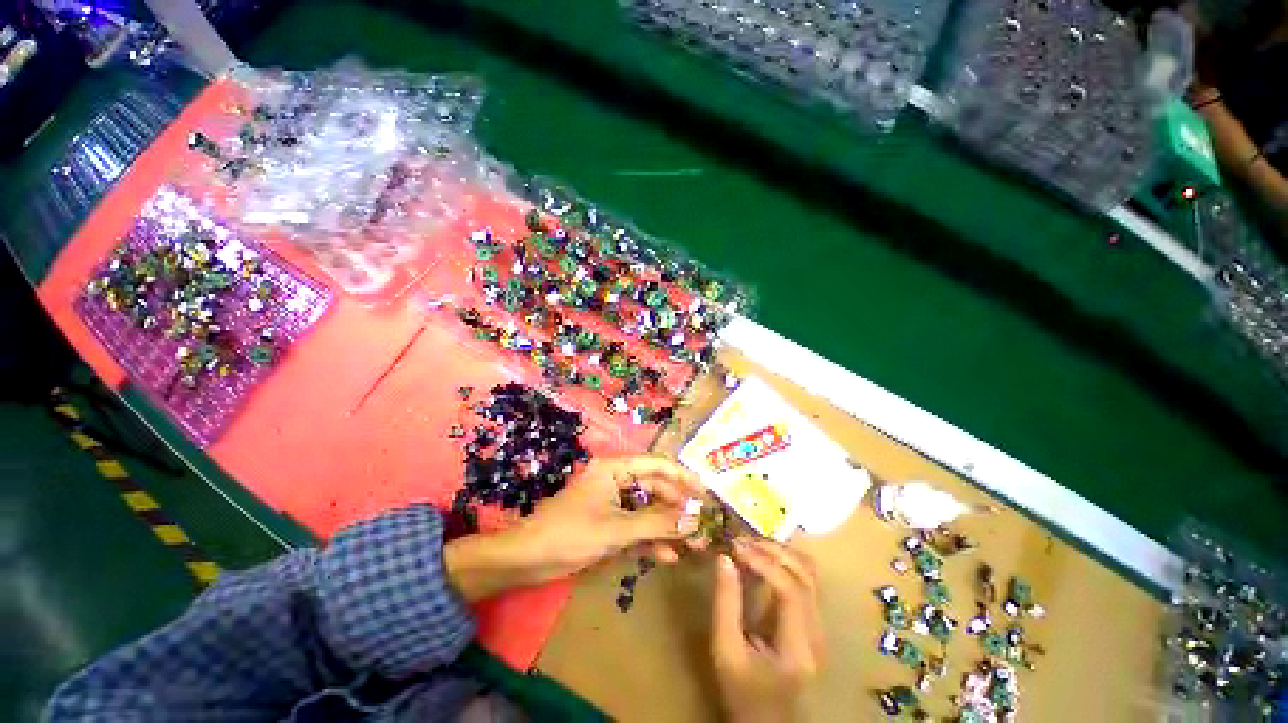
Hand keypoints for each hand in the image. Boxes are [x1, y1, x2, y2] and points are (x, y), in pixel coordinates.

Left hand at [446, 455, 704, 600]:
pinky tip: (666, 556)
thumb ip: (657, 523)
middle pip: (654, 487)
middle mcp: (615, 479)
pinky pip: (634, 525)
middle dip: (677, 507)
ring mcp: (611, 501)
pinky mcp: (606, 521)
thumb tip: (695, 520)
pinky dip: (648, 539)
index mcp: (615, 468)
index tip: (706, 494)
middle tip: (700, 526)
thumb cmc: (570, 534)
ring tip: (691, 544)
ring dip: (666, 525)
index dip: (683, 478)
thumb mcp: (617, 529)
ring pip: (646, 508)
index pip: (657, 465)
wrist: (525, 560)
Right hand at [711, 541, 823, 722]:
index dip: (764, 563)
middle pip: (805, 576)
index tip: (736, 548)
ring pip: (809, 573)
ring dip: (780, 552)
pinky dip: (784, 561)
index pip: (791, 591)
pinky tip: (761, 558)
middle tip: (740, 541)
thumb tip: (725, 558)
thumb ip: (725, 604)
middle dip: (772, 550)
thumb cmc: (741, 691)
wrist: (766, 721)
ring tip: (750, 546)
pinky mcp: (813, 621)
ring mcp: (819, 627)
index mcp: (797, 648)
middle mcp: (817, 634)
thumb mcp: (725, 651)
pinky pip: (804, 580)